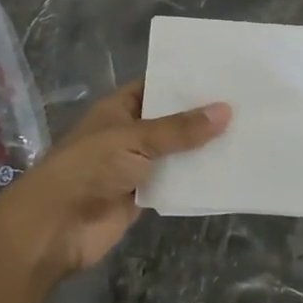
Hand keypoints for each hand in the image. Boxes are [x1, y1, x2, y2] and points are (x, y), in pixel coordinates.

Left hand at [0, 81, 230, 277]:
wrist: (55, 227)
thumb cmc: (89, 168)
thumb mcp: (135, 139)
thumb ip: (180, 129)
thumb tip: (226, 110)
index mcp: (117, 109)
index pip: (154, 86)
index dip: (183, 81)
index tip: (221, 75)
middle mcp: (127, 134)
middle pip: (169, 121)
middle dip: (200, 117)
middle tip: (245, 104)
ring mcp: (135, 167)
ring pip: (175, 154)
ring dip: (202, 150)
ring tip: (246, 134)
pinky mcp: (143, 197)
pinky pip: (174, 184)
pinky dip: (195, 180)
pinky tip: (228, 171)